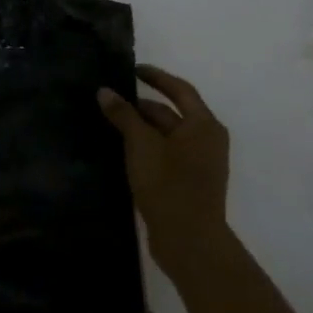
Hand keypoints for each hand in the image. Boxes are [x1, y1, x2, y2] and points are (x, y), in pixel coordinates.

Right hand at [99, 65, 231, 275]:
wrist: (189, 242)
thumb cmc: (169, 184)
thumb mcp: (141, 144)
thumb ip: (123, 115)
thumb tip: (105, 91)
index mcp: (203, 125)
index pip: (179, 90)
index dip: (156, 77)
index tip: (132, 69)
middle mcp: (206, 140)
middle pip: (172, 113)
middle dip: (141, 106)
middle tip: (111, 100)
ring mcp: (200, 164)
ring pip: (167, 136)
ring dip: (141, 128)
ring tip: (111, 123)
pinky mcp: (189, 183)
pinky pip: (166, 154)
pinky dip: (146, 147)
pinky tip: (122, 150)